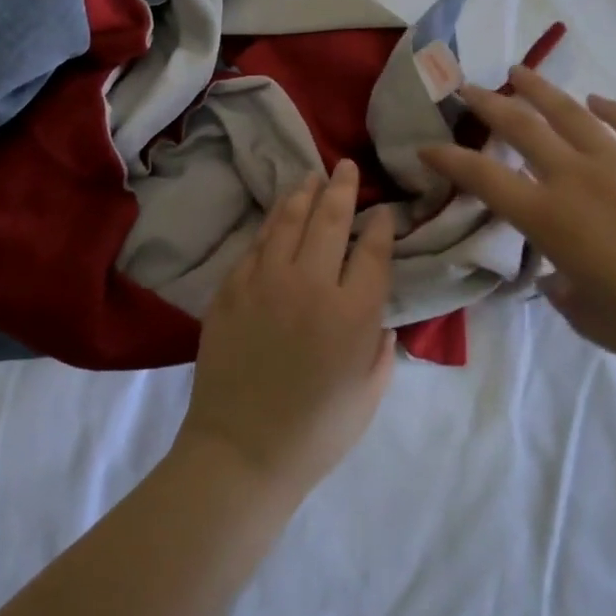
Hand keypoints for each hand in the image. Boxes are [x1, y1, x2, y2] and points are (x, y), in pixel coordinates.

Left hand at [176, 161, 396, 500]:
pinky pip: (256, 243)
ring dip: (303, 194)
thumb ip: (380, 344)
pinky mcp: (232, 287)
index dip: (381, 225)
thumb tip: (378, 312)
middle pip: (330, 220)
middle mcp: (311, 285)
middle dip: (341, 188)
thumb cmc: (316, 431)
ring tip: (312, 177)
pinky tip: (278, 213)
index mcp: (353, 313)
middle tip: (345, 167)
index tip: (383, 211)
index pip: (373, 251)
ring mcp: (266, 281)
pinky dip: (271, 222)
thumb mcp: (370, 392)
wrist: (242, 448)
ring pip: (288, 221)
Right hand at [420, 67, 615, 378]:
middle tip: (468, 88)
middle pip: (522, 127)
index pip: (483, 177)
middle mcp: (578, 180)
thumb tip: (557, 268)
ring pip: (572, 113)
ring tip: (519, 72)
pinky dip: (611, 109)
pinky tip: (596, 101)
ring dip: (539, 90)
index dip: (448, 159)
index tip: (427, 147)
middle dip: (488, 104)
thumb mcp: (577, 308)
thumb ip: (556, 280)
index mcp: (549, 218)